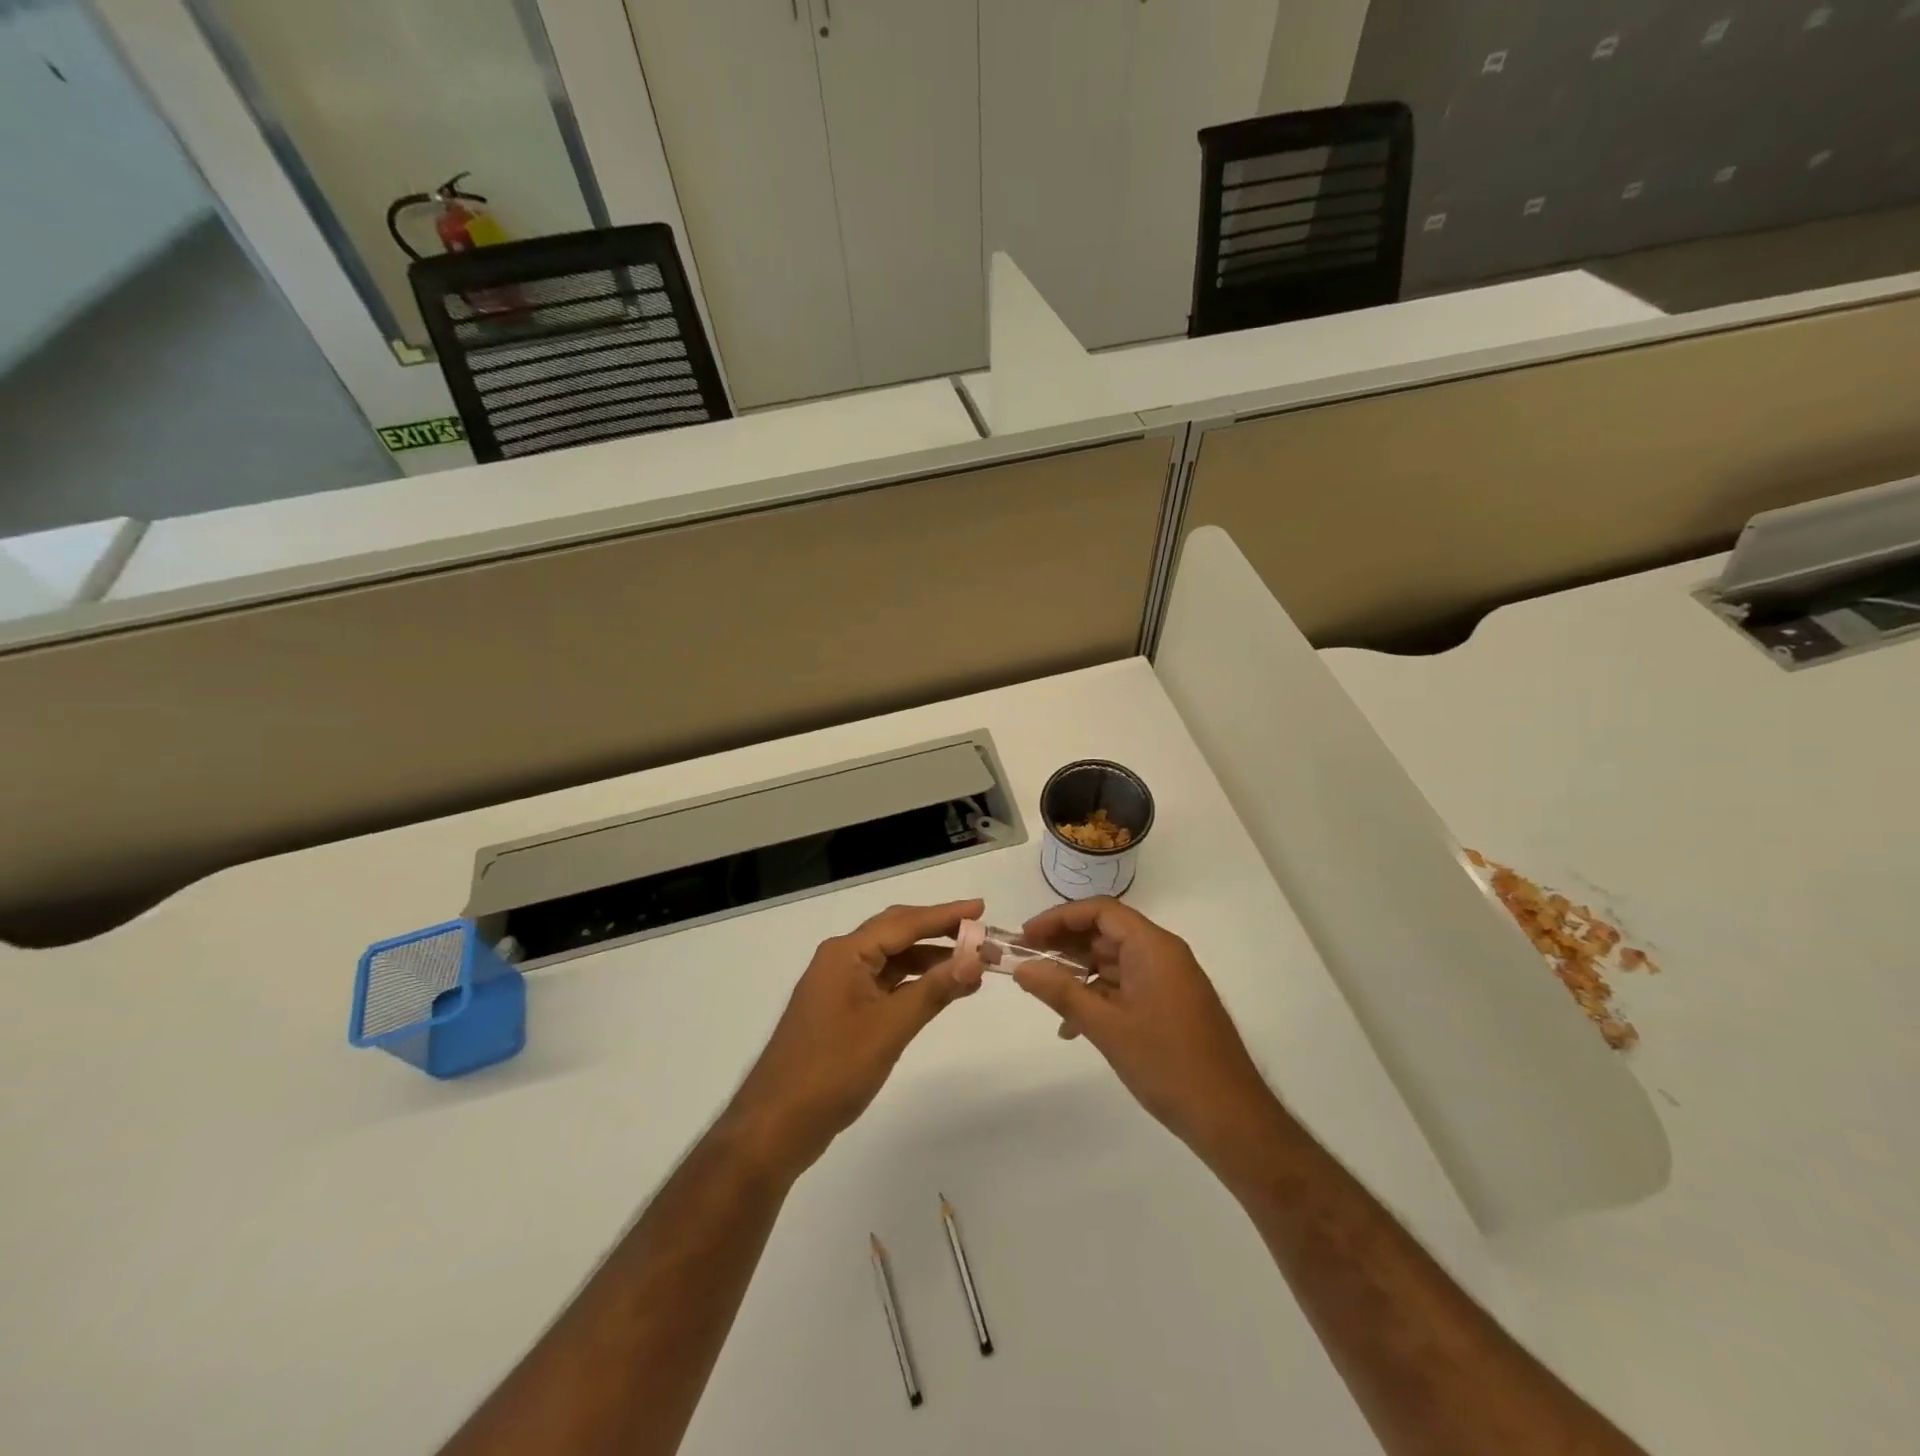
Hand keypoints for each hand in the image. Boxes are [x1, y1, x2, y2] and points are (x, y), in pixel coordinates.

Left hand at [725, 900, 985, 1179]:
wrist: (775, 1125)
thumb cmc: (832, 1070)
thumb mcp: (889, 1028)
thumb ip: (933, 990)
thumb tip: (975, 960)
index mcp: (845, 953)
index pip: (904, 922)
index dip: (945, 914)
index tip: (981, 908)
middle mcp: (840, 960)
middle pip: (896, 933)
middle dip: (939, 932)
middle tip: (980, 933)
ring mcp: (838, 986)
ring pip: (891, 960)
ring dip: (928, 960)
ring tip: (969, 965)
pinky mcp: (840, 1012)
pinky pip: (883, 984)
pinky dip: (912, 983)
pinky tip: (937, 991)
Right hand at [1013, 898, 1279, 1168]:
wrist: (1231, 1118)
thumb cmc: (1167, 1064)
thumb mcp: (1106, 1027)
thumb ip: (1061, 992)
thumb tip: (1021, 968)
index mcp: (1153, 947)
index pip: (1100, 911)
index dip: (1059, 918)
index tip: (1026, 936)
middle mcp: (1163, 955)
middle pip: (1106, 933)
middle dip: (1064, 945)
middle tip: (1027, 962)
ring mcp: (1169, 981)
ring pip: (1114, 962)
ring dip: (1078, 974)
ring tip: (1044, 994)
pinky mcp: (1171, 1006)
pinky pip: (1126, 987)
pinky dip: (1098, 997)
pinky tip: (1074, 1027)